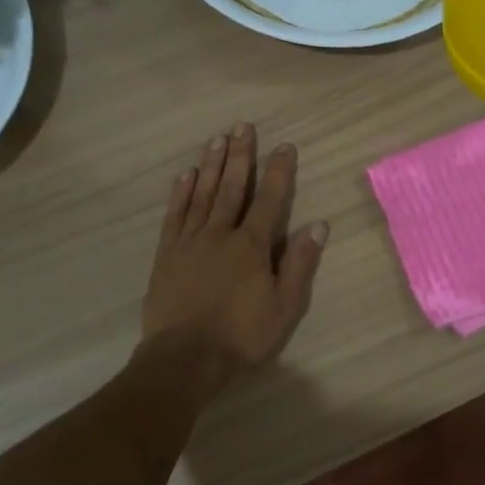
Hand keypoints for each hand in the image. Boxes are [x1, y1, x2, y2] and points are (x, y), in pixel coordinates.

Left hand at [142, 122, 327, 377]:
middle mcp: (220, 233)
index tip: (284, 145)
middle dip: (240, 155)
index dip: (279, 171)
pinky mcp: (167, 253)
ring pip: (203, 194)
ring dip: (211, 165)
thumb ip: (299, 263)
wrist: (185, 357)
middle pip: (232, 186)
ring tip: (217, 139)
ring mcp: (190, 241)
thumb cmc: (241, 334)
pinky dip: (181, 192)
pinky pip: (175, 214)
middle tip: (243, 126)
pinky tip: (186, 175)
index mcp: (251, 245)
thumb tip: (317, 224)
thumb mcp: (284, 305)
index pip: (270, 199)